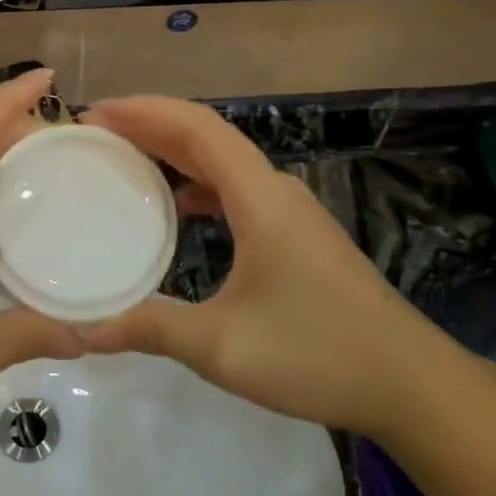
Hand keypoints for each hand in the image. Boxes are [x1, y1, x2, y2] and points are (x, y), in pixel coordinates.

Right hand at [80, 97, 442, 436]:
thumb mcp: (224, 346)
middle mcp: (275, 190)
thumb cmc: (318, 354)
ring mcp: (290, 211)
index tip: (96, 113)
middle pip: (207, 136)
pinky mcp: (297, 234)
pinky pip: (236, 189)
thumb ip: (152, 330)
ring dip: (174, 151)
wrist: (411, 383)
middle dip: (151, 125)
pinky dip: (198, 183)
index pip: (196, 128)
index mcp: (259, 197)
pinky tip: (177, 207)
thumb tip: (84, 330)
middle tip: (97, 131)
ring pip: (223, 161)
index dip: (144, 112)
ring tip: (126, 158)